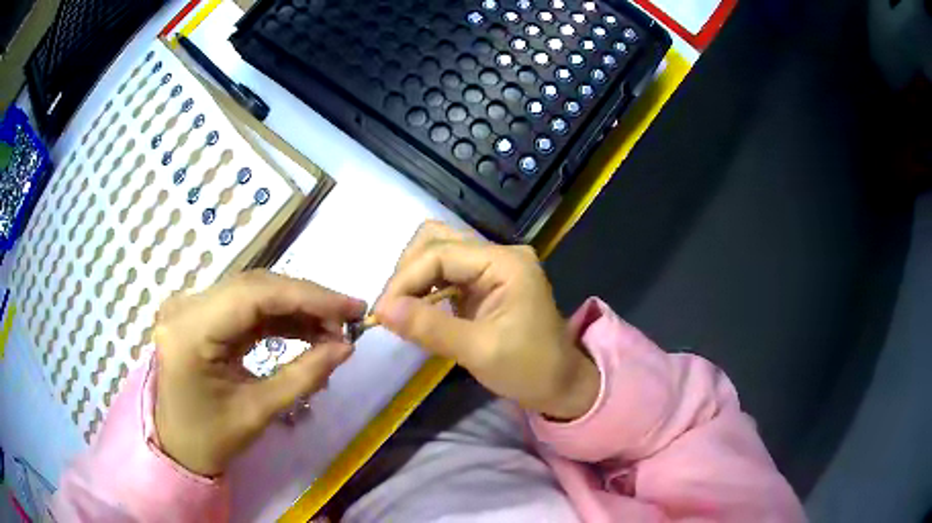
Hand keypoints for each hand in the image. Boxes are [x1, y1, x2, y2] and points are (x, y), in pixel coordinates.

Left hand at [152, 270, 365, 475]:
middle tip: (347, 319)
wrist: (178, 444)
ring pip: (254, 291)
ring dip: (295, 307)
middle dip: (306, 300)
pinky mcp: (201, 313)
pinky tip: (306, 329)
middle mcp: (186, 306)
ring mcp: (191, 306)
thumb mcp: (258, 412)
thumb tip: (346, 347)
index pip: (254, 295)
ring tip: (332, 328)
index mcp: (190, 331)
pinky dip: (279, 316)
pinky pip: (246, 305)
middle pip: (255, 286)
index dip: (308, 296)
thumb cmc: (211, 437)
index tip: (352, 308)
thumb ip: (304, 376)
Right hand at [374, 222, 599, 420]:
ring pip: (439, 252)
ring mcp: (492, 267)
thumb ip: (430, 327)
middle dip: (408, 272)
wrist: (560, 386)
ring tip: (400, 308)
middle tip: (390, 309)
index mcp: (505, 263)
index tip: (381, 312)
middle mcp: (498, 255)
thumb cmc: (529, 369)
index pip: (440, 253)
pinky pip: (446, 272)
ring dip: (414, 276)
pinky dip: (425, 286)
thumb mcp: (479, 351)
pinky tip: (416, 309)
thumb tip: (382, 310)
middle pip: (437, 240)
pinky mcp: (484, 283)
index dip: (405, 279)